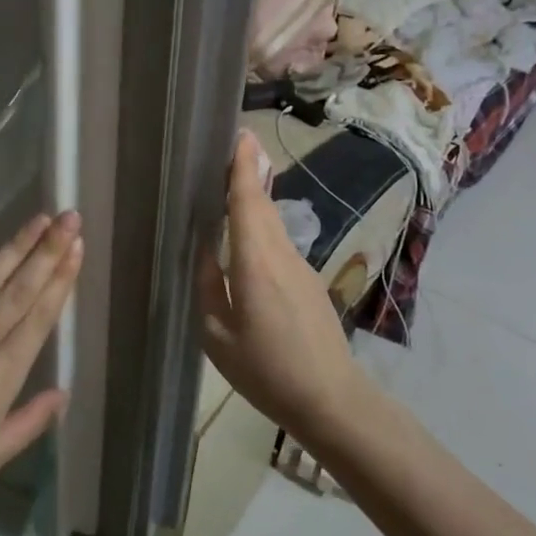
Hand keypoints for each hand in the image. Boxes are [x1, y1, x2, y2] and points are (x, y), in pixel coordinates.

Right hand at [200, 132, 369, 445]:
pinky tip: (246, 237)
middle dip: (249, 172)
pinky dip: (262, 226)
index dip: (243, 167)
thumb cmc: (266, 371)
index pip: (248, 202)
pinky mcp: (309, 281)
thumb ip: (208, 285)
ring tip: (231, 183)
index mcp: (256, 263)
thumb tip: (203, 249)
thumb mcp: (217, 335)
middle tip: (229, 147)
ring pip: (273, 223)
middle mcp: (282, 254)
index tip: (240, 135)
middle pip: (263, 204)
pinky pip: (280, 242)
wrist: (332, 399)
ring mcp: (301, 267)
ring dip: (255, 199)